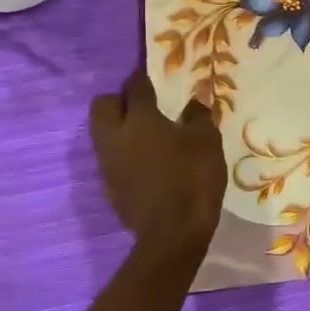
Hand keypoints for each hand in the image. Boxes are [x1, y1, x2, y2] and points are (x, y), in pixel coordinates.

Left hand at [90, 68, 226, 248]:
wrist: (172, 234)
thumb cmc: (193, 179)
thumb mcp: (206, 142)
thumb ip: (198, 115)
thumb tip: (196, 98)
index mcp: (140, 120)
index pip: (135, 87)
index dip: (143, 78)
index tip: (152, 76)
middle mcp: (116, 137)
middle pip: (103, 106)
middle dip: (119, 100)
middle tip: (143, 105)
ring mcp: (108, 164)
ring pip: (102, 133)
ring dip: (118, 127)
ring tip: (144, 134)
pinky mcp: (109, 187)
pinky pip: (110, 159)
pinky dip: (123, 154)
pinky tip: (145, 162)